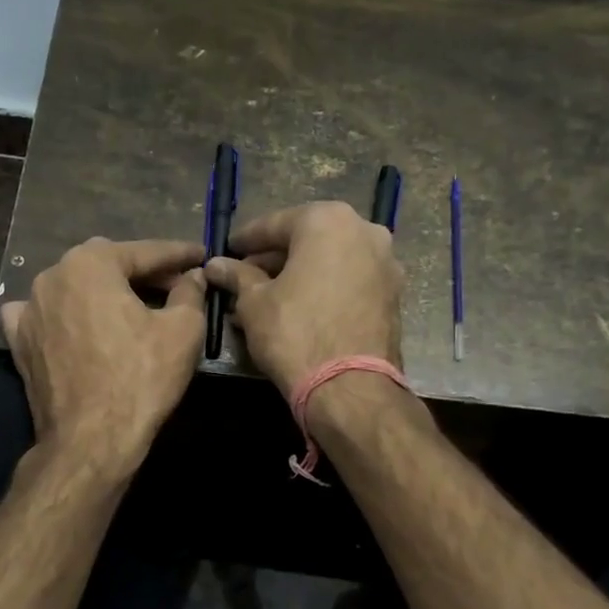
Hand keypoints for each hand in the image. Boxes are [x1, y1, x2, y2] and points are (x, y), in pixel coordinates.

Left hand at [0, 237, 206, 472]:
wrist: (90, 439)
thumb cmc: (140, 379)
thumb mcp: (182, 331)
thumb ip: (189, 293)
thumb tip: (192, 277)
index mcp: (91, 263)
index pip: (145, 252)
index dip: (179, 254)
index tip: (201, 255)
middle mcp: (52, 275)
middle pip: (107, 264)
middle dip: (142, 271)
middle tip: (174, 284)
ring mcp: (29, 309)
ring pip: (75, 287)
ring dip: (104, 291)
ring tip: (132, 306)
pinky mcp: (19, 342)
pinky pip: (44, 315)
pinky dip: (64, 313)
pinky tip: (75, 322)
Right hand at [203, 201, 402, 394]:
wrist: (351, 387)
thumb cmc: (295, 333)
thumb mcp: (254, 303)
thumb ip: (237, 276)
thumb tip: (216, 264)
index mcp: (328, 221)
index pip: (275, 224)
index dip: (246, 239)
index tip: (227, 251)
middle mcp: (365, 231)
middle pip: (307, 240)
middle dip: (275, 259)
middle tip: (245, 278)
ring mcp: (385, 263)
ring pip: (330, 262)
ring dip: (299, 276)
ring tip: (268, 299)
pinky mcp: (393, 295)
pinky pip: (348, 282)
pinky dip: (324, 289)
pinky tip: (300, 310)